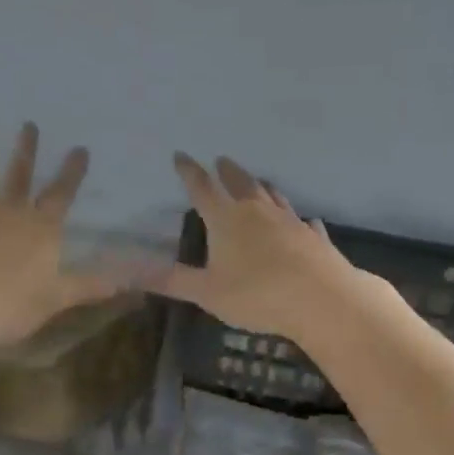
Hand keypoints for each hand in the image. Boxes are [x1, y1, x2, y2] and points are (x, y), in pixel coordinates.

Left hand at [0, 123, 130, 348]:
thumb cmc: (6, 305)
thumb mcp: (55, 299)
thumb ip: (88, 286)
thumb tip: (127, 282)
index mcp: (40, 228)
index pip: (62, 194)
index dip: (72, 171)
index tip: (79, 148)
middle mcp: (9, 209)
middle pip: (20, 173)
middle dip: (26, 148)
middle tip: (28, 124)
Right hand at [157, 153, 373, 343]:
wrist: (322, 299)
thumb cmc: (257, 294)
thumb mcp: (206, 292)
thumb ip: (172, 280)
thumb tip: (131, 270)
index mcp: (226, 219)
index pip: (202, 188)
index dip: (189, 171)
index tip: (181, 155)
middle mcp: (257, 211)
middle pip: (240, 182)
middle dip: (227, 171)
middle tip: (221, 159)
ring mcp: (290, 221)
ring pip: (274, 196)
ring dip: (262, 186)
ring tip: (259, 180)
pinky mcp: (314, 237)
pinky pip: (305, 222)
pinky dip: (300, 219)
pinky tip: (306, 220)